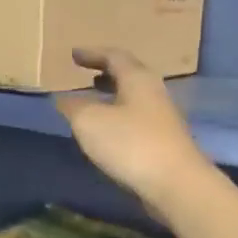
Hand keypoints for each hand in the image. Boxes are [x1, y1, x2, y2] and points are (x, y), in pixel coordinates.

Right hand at [55, 48, 210, 218]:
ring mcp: (162, 118)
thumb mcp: (89, 122)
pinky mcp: (164, 141)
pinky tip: (107, 133)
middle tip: (87, 75)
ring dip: (112, 97)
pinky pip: (136, 119)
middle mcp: (153, 93)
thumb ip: (72, 106)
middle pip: (129, 75)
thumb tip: (62, 98)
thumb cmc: (130, 144)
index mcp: (137, 79)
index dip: (92, 54)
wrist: (175, 184)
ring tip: (93, 103)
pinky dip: (118, 117)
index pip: (114, 56)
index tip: (74, 55)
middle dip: (106, 74)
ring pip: (133, 98)